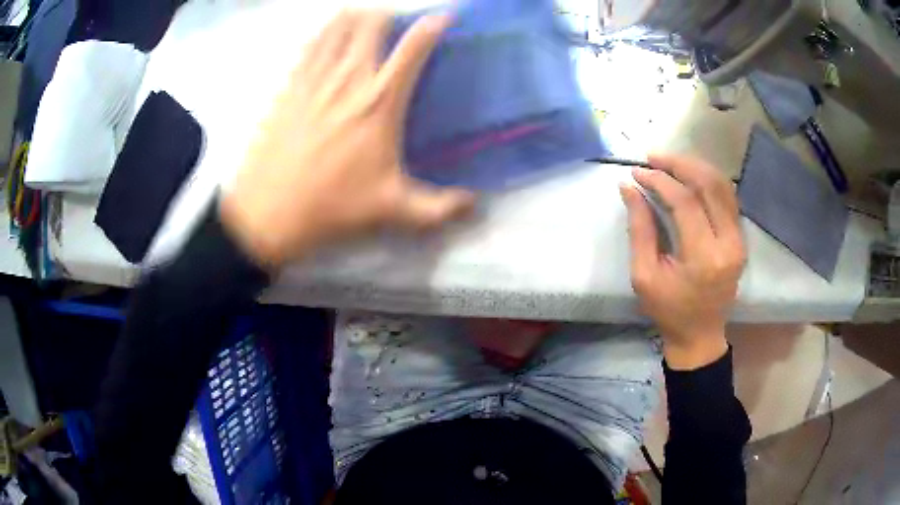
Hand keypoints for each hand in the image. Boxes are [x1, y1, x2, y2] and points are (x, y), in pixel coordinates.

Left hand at [220, 11, 474, 267]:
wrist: (268, 213)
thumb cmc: (332, 208)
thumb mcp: (393, 211)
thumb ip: (440, 208)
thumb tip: (475, 204)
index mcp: (380, 102)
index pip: (413, 48)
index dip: (433, 25)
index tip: (444, 17)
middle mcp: (348, 78)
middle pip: (370, 23)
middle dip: (387, 14)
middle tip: (395, 24)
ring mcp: (314, 78)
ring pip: (336, 26)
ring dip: (354, 17)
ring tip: (364, 21)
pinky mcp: (288, 87)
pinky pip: (309, 45)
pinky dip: (322, 34)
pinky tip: (326, 39)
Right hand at [620, 154, 745, 369]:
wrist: (700, 335)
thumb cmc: (668, 310)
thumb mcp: (644, 275)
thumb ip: (639, 228)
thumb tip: (629, 187)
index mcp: (704, 258)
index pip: (685, 202)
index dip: (660, 181)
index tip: (637, 172)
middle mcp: (728, 244)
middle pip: (710, 185)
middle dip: (680, 164)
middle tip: (654, 158)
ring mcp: (739, 240)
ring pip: (723, 186)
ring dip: (696, 168)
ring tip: (670, 163)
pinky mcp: (740, 239)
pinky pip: (728, 198)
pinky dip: (708, 181)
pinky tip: (690, 178)